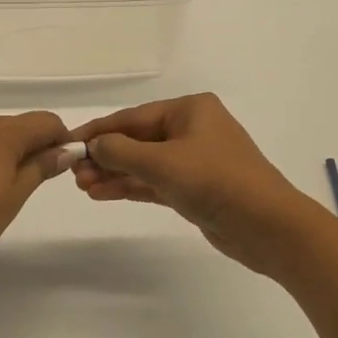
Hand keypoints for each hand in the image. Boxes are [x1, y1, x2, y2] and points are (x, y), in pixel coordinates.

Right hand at [70, 94, 322, 275]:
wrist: (270, 228)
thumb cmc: (216, 181)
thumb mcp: (162, 163)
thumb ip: (121, 152)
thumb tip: (93, 145)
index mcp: (190, 110)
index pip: (133, 117)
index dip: (99, 131)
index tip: (68, 143)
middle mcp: (192, 129)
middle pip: (138, 139)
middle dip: (105, 156)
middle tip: (73, 173)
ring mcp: (195, 160)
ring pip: (144, 163)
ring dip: (114, 173)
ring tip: (82, 186)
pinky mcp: (196, 189)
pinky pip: (155, 182)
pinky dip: (131, 186)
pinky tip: (103, 194)